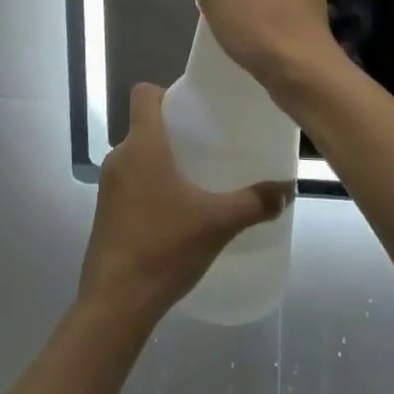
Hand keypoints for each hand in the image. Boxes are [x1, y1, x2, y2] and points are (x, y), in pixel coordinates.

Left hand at [80, 84, 293, 322]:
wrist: (116, 301)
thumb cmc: (165, 246)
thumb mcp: (218, 222)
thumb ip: (255, 202)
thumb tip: (288, 188)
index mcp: (142, 145)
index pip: (143, 94)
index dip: (166, 92)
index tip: (193, 107)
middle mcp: (120, 157)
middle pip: (144, 126)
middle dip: (174, 131)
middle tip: (208, 144)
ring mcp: (108, 186)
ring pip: (137, 156)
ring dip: (162, 161)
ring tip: (197, 178)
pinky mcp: (105, 212)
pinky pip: (130, 182)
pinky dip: (151, 185)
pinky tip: (177, 211)